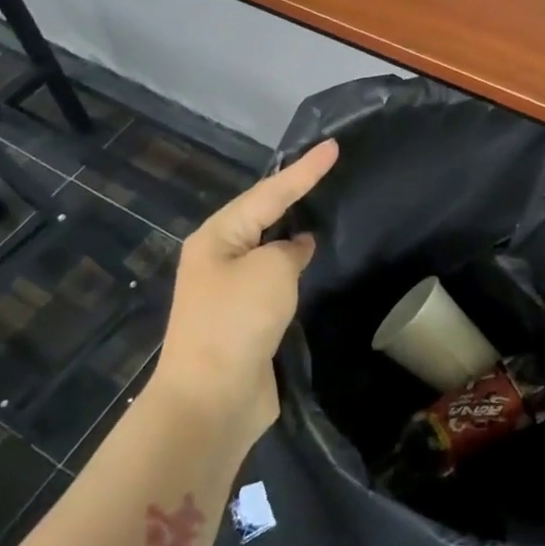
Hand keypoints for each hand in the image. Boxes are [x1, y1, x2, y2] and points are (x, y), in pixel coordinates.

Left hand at [155, 139, 338, 441]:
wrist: (211, 399)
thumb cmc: (237, 322)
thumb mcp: (271, 271)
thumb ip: (290, 249)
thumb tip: (296, 247)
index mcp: (217, 237)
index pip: (269, 192)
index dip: (304, 169)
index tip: (333, 146)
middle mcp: (219, 257)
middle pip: (263, 215)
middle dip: (294, 194)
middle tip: (327, 171)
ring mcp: (230, 290)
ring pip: (268, 249)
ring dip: (293, 232)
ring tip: (323, 208)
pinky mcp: (245, 319)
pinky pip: (274, 280)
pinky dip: (294, 267)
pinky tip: (313, 262)